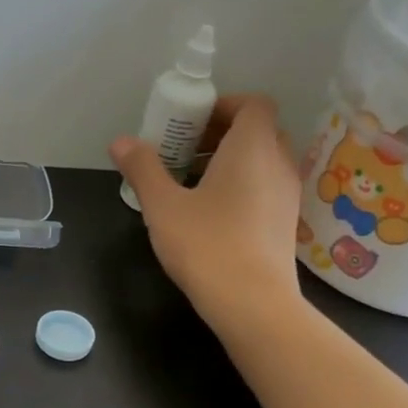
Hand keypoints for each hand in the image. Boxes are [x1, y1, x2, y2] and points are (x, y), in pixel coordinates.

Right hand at [111, 95, 304, 324]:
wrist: (252, 304)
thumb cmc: (206, 245)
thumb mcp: (163, 206)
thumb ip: (143, 169)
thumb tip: (121, 142)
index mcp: (253, 147)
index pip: (252, 104)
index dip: (222, 105)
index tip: (189, 122)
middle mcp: (278, 163)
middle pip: (257, 131)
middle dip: (221, 133)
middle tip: (183, 150)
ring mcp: (287, 195)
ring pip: (262, 161)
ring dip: (230, 161)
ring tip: (191, 182)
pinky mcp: (285, 224)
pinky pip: (265, 187)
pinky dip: (241, 186)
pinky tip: (210, 213)